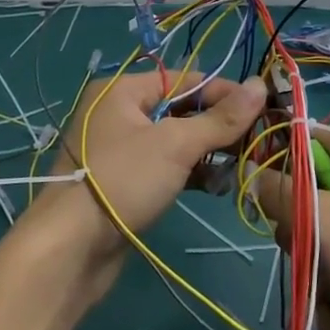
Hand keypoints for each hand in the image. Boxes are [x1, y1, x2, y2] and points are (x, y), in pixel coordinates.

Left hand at [29, 71, 265, 283]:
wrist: (68, 251)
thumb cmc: (122, 181)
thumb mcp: (176, 145)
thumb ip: (221, 118)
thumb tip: (261, 85)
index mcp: (123, 90)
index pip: (185, 78)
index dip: (224, 92)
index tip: (261, 108)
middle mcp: (119, 112)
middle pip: (181, 108)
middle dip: (217, 125)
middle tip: (254, 141)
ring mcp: (120, 149)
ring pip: (174, 140)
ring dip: (207, 152)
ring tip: (238, 166)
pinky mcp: (124, 182)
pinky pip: (164, 166)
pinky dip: (189, 172)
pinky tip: (215, 186)